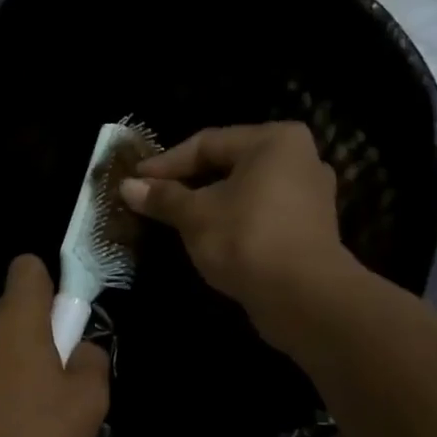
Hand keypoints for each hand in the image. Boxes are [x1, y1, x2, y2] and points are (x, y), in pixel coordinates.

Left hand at [0, 255, 109, 436]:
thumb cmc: (27, 432)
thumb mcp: (86, 404)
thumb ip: (93, 365)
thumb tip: (84, 350)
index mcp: (15, 317)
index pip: (28, 267)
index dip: (49, 284)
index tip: (62, 318)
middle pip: (9, 313)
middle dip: (31, 336)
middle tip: (52, 379)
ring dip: (6, 367)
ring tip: (23, 413)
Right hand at [120, 123, 347, 336]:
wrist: (302, 296)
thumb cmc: (246, 239)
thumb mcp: (195, 215)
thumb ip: (163, 197)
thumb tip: (127, 186)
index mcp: (274, 141)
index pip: (207, 143)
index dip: (166, 163)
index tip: (135, 181)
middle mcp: (299, 159)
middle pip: (229, 165)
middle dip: (188, 183)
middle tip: (152, 198)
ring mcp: (309, 196)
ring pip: (245, 192)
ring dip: (209, 204)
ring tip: (175, 219)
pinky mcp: (309, 229)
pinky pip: (260, 215)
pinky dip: (232, 221)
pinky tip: (208, 237)